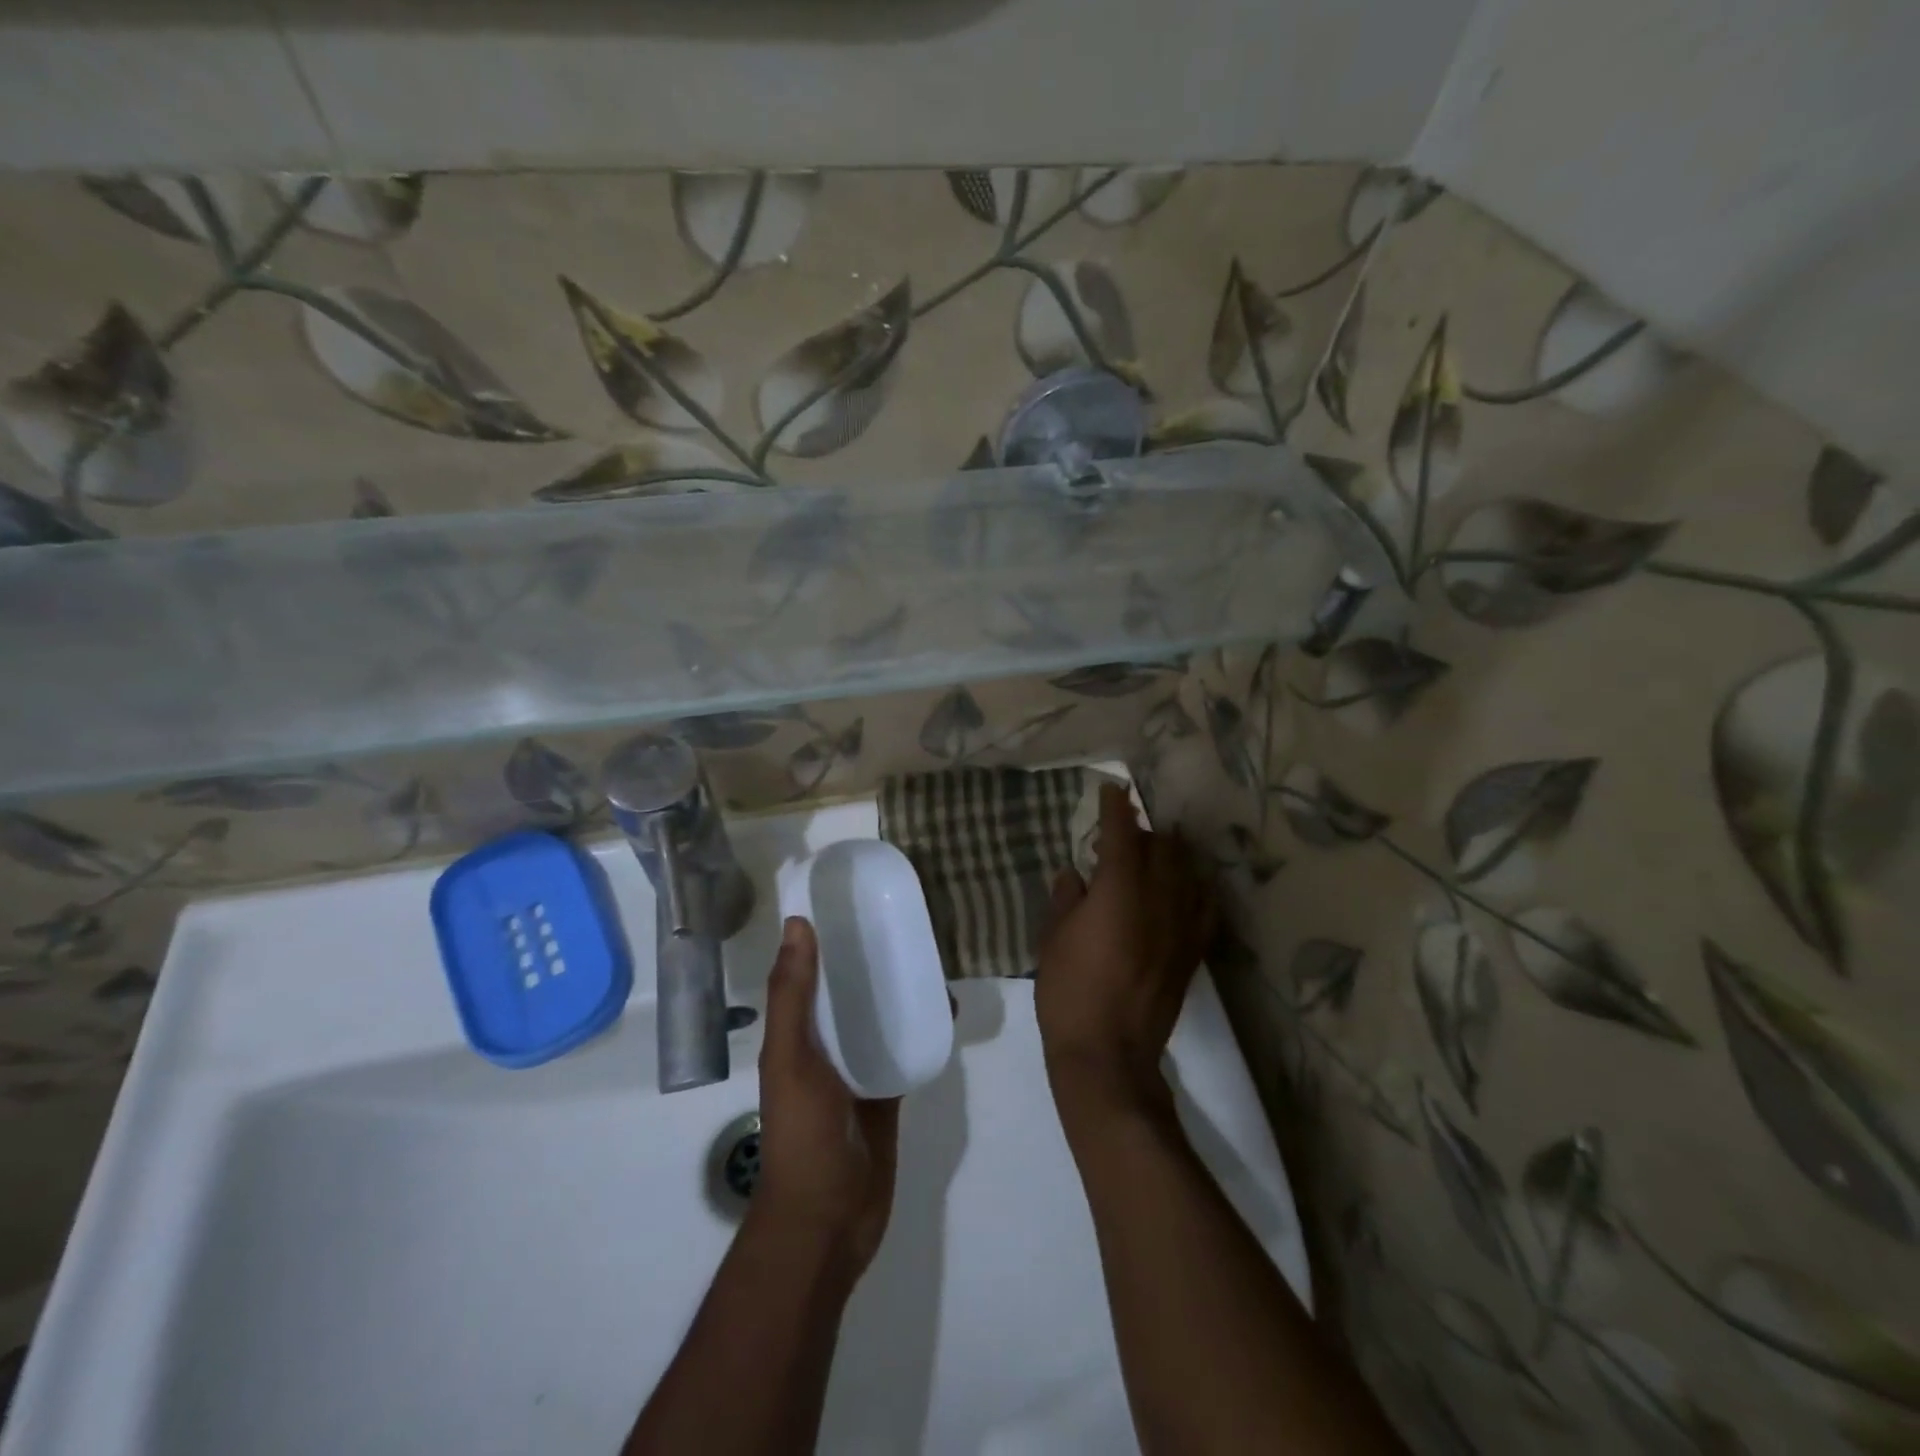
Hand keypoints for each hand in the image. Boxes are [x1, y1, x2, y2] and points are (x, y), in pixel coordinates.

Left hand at [753, 917, 900, 1275]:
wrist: (829, 1219)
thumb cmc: (803, 1134)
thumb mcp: (791, 1058)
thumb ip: (793, 996)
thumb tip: (798, 923)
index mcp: (796, 1030)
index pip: (810, 970)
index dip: (826, 934)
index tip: (855, 896)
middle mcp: (825, 1042)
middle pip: (849, 988)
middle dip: (871, 956)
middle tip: (907, 919)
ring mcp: (859, 1067)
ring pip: (880, 1014)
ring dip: (899, 988)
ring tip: (932, 953)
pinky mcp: (888, 1089)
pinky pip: (905, 1046)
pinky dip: (921, 1026)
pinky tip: (946, 1006)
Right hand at [1036, 784, 1213, 1124]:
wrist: (1109, 1054)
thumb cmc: (1069, 991)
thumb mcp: (1052, 939)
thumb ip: (1065, 898)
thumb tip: (1074, 874)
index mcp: (1118, 890)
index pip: (1122, 834)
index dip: (1117, 808)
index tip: (1112, 790)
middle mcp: (1157, 899)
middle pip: (1161, 847)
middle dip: (1143, 832)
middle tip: (1122, 835)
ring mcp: (1180, 926)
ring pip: (1186, 872)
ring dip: (1170, 855)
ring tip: (1154, 856)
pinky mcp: (1192, 952)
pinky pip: (1203, 907)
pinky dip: (1194, 888)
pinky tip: (1186, 888)